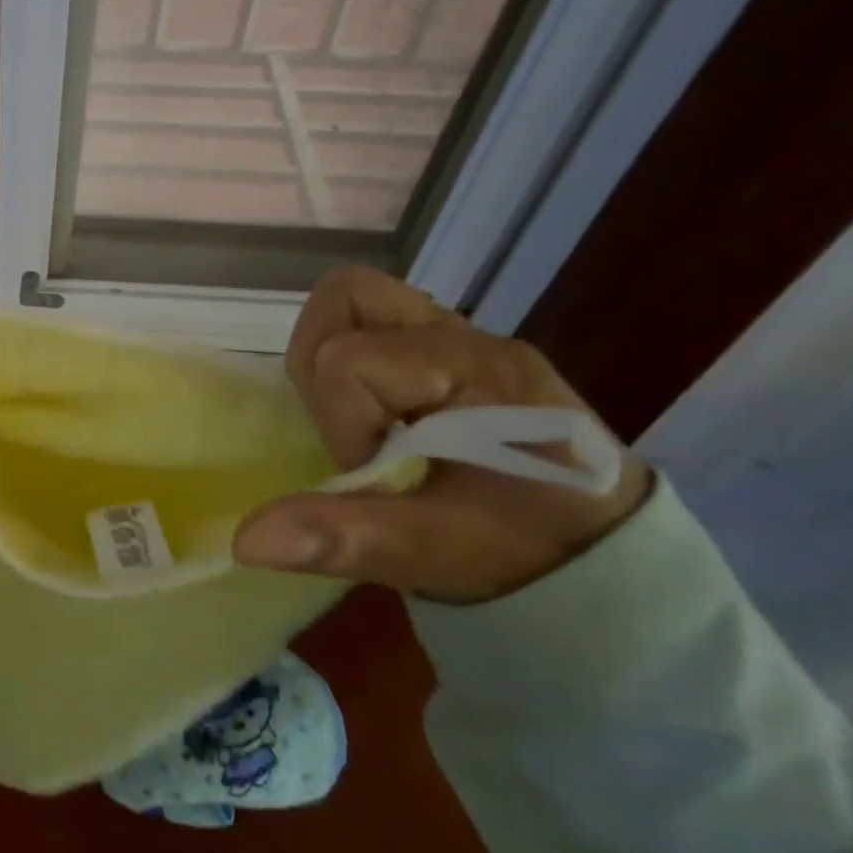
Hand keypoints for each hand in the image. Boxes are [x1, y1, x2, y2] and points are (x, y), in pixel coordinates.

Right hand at [234, 266, 651, 603]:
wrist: (607, 556)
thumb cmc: (527, 551)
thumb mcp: (436, 552)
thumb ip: (344, 538)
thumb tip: (245, 540)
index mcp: (472, 372)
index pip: (347, 359)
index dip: (340, 423)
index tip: (376, 475)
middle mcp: (467, 337)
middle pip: (347, 296)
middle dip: (323, 366)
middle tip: (357, 431)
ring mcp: (464, 337)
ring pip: (358, 303)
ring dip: (335, 360)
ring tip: (364, 424)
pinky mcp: (454, 353)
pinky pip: (377, 327)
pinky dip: (356, 366)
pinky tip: (382, 421)